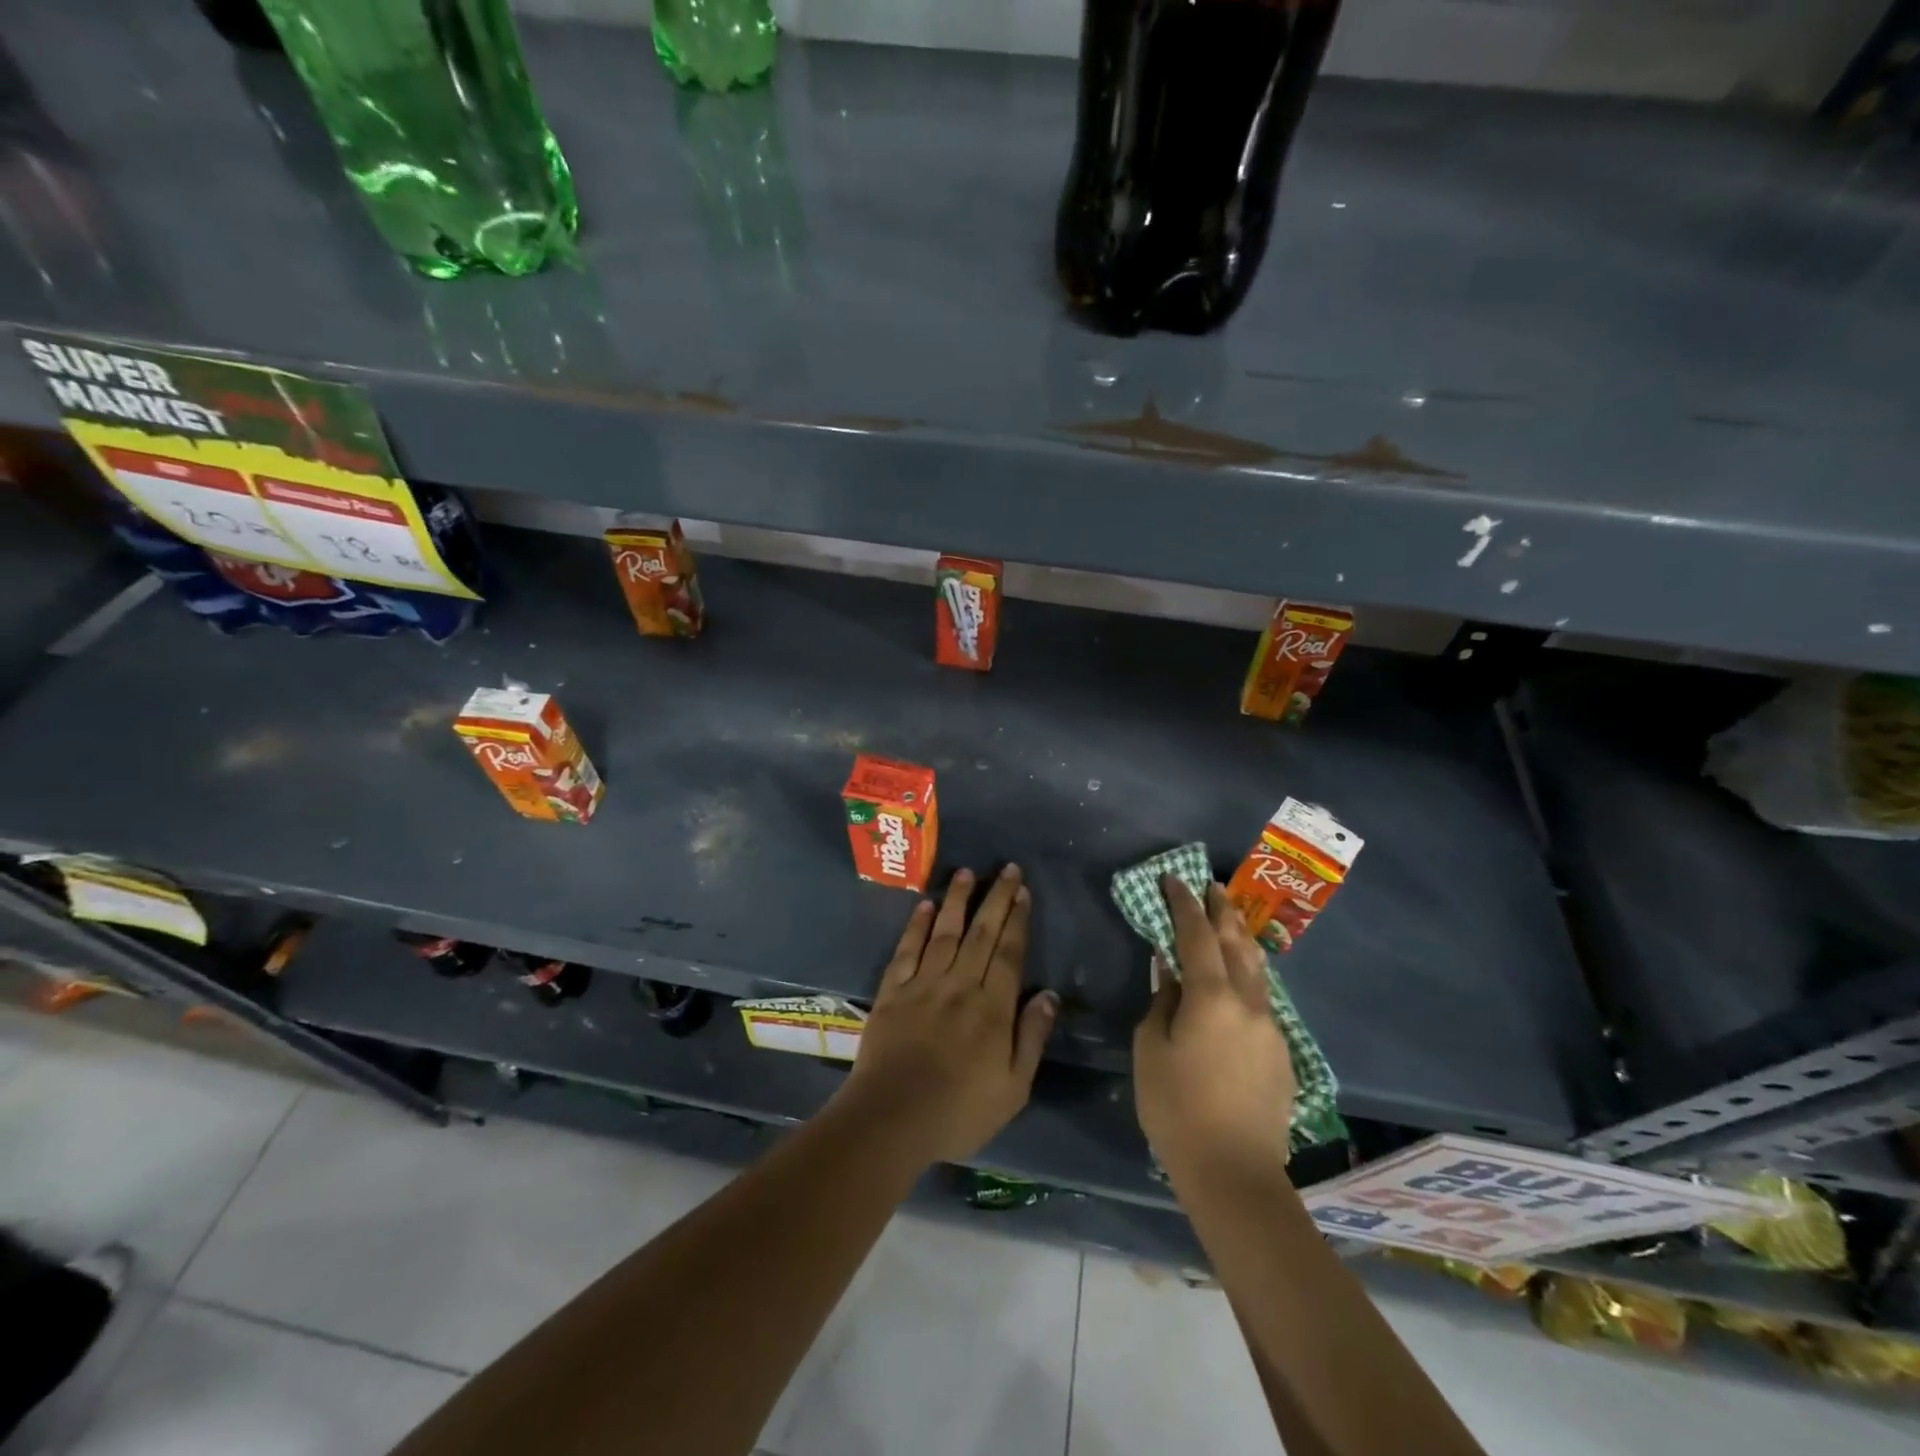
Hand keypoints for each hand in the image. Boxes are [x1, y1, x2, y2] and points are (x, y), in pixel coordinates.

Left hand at [839, 865, 1057, 1166]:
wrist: (892, 1118)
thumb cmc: (959, 1111)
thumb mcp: (1013, 1088)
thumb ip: (1032, 1038)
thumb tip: (1049, 995)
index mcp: (992, 1008)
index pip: (1009, 953)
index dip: (1017, 920)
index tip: (1023, 892)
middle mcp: (959, 985)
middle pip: (981, 934)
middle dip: (996, 899)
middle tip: (1007, 868)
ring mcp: (923, 985)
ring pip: (945, 933)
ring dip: (958, 901)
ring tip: (967, 872)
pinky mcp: (893, 992)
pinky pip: (907, 950)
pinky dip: (916, 926)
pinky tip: (925, 905)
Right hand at [1133, 878, 1295, 1184]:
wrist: (1235, 1173)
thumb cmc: (1177, 1108)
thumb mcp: (1151, 1050)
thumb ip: (1162, 1002)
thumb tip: (1171, 974)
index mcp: (1212, 997)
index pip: (1197, 935)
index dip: (1184, 904)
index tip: (1173, 880)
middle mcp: (1249, 1003)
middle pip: (1237, 943)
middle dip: (1222, 910)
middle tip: (1211, 885)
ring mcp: (1271, 1028)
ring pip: (1257, 969)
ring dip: (1241, 938)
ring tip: (1230, 919)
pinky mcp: (1281, 1053)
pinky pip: (1262, 998)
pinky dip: (1248, 974)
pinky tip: (1239, 978)